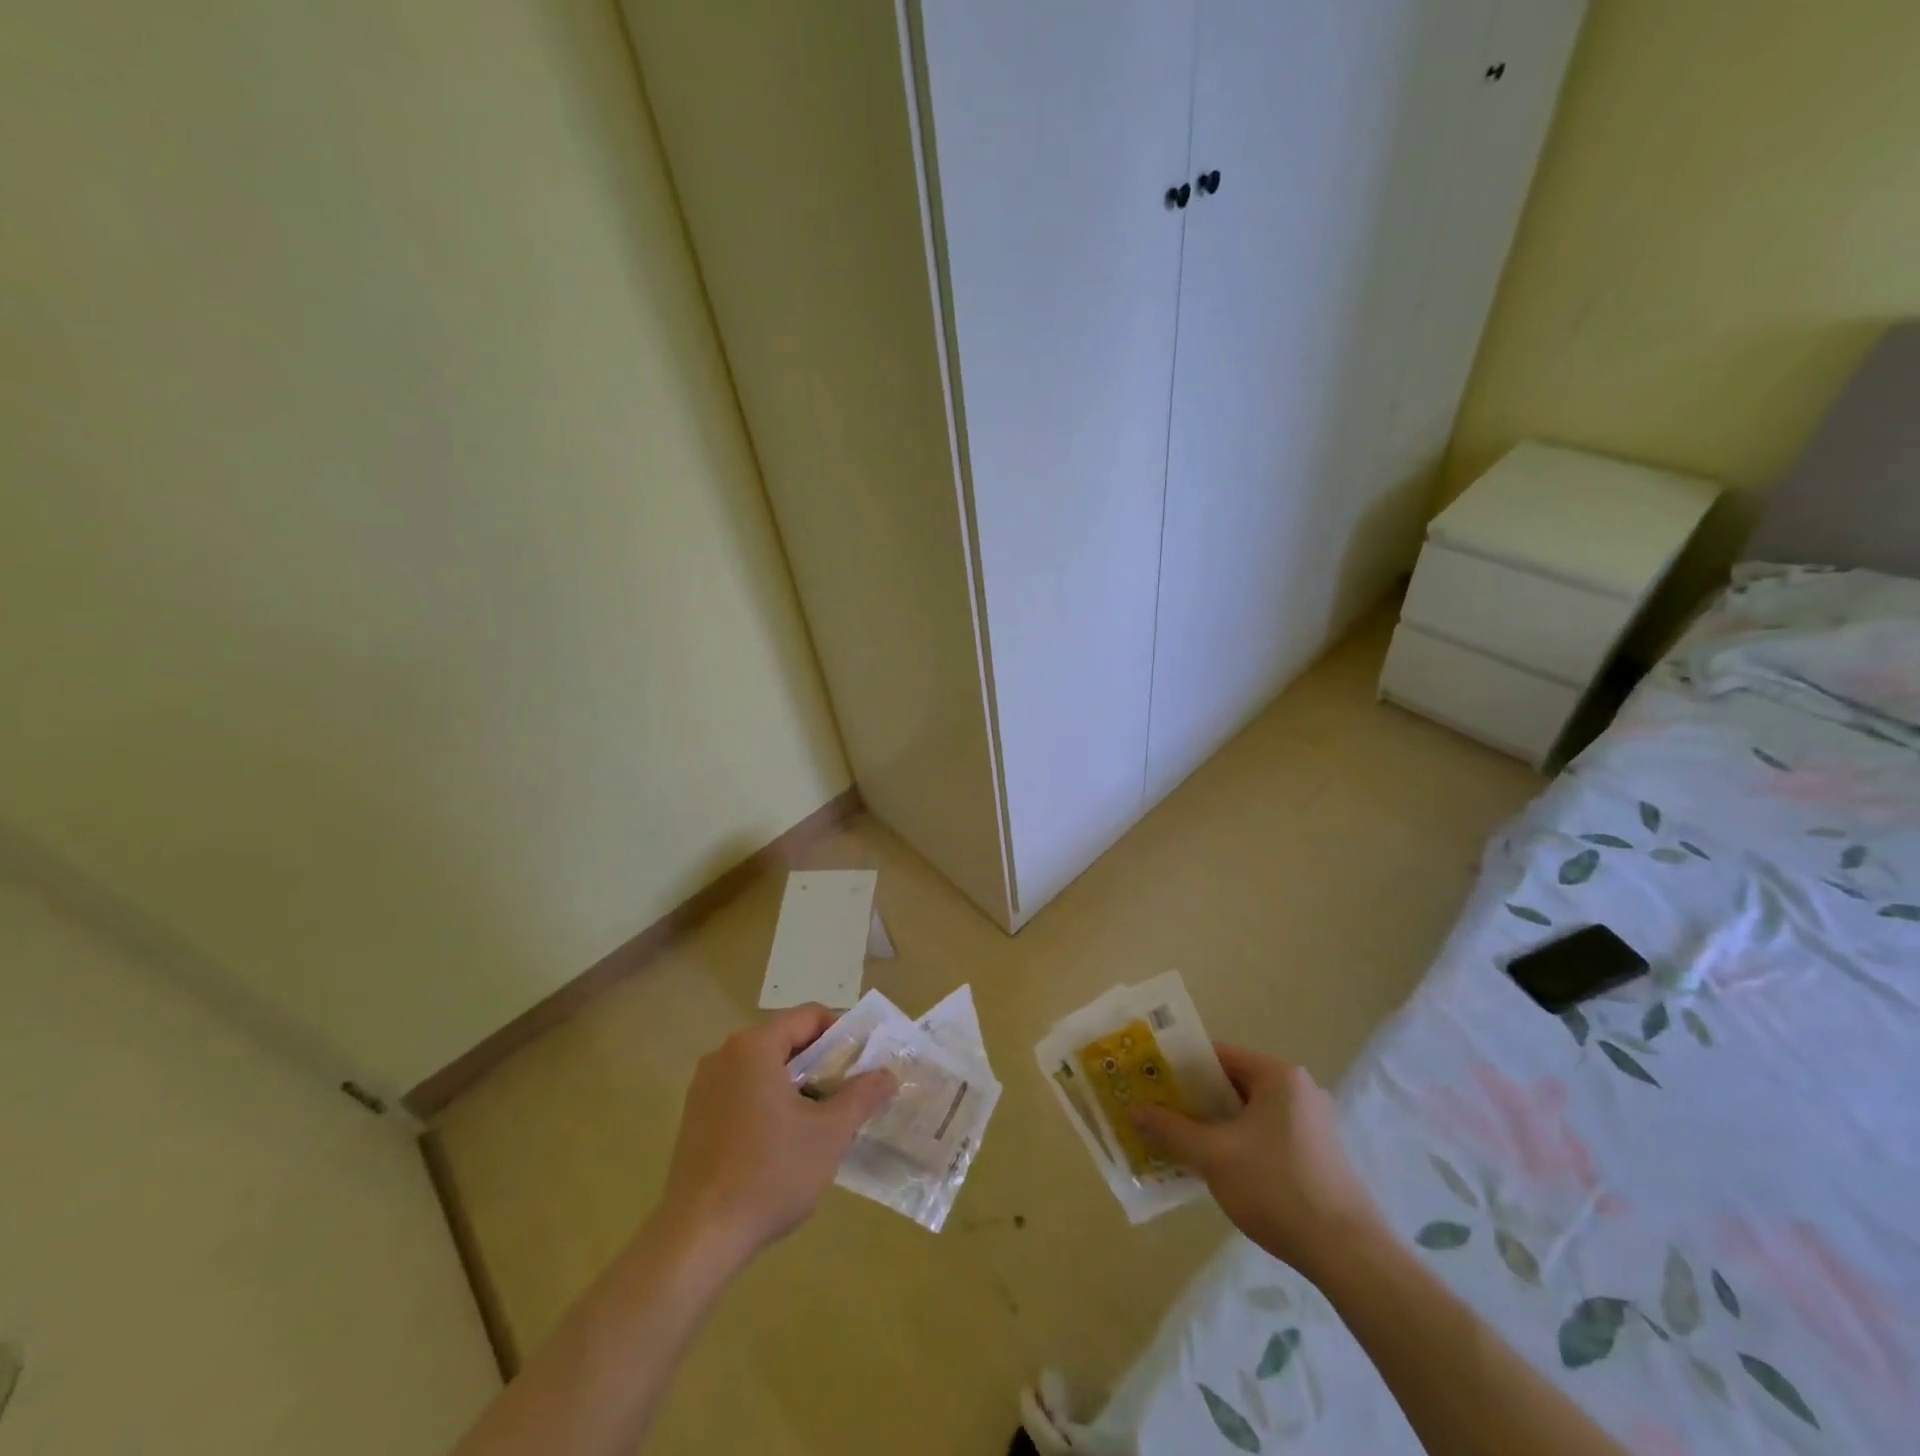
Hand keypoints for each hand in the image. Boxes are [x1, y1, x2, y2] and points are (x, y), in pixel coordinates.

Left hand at [657, 1004, 897, 1264]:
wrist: (698, 1239)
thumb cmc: (769, 1174)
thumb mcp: (830, 1134)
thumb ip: (862, 1096)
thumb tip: (888, 1074)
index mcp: (754, 1046)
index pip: (809, 1016)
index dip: (843, 1034)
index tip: (863, 1066)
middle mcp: (725, 1055)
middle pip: (786, 1040)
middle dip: (822, 1064)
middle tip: (848, 1096)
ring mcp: (705, 1086)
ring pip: (765, 1068)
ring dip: (797, 1085)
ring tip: (821, 1122)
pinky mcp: (695, 1117)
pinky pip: (743, 1092)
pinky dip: (770, 1102)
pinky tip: (784, 1142)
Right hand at [1132, 1045, 1381, 1279]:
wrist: (1348, 1255)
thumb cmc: (1276, 1188)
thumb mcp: (1213, 1156)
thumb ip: (1172, 1130)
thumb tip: (1136, 1111)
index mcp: (1278, 1076)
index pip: (1219, 1055)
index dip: (1182, 1067)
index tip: (1153, 1083)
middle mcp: (1299, 1091)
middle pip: (1234, 1084)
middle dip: (1195, 1100)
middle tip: (1161, 1113)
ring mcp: (1313, 1124)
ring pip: (1250, 1113)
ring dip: (1216, 1125)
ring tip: (1181, 1143)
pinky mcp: (1319, 1155)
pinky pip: (1267, 1136)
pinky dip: (1240, 1144)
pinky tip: (1218, 1170)